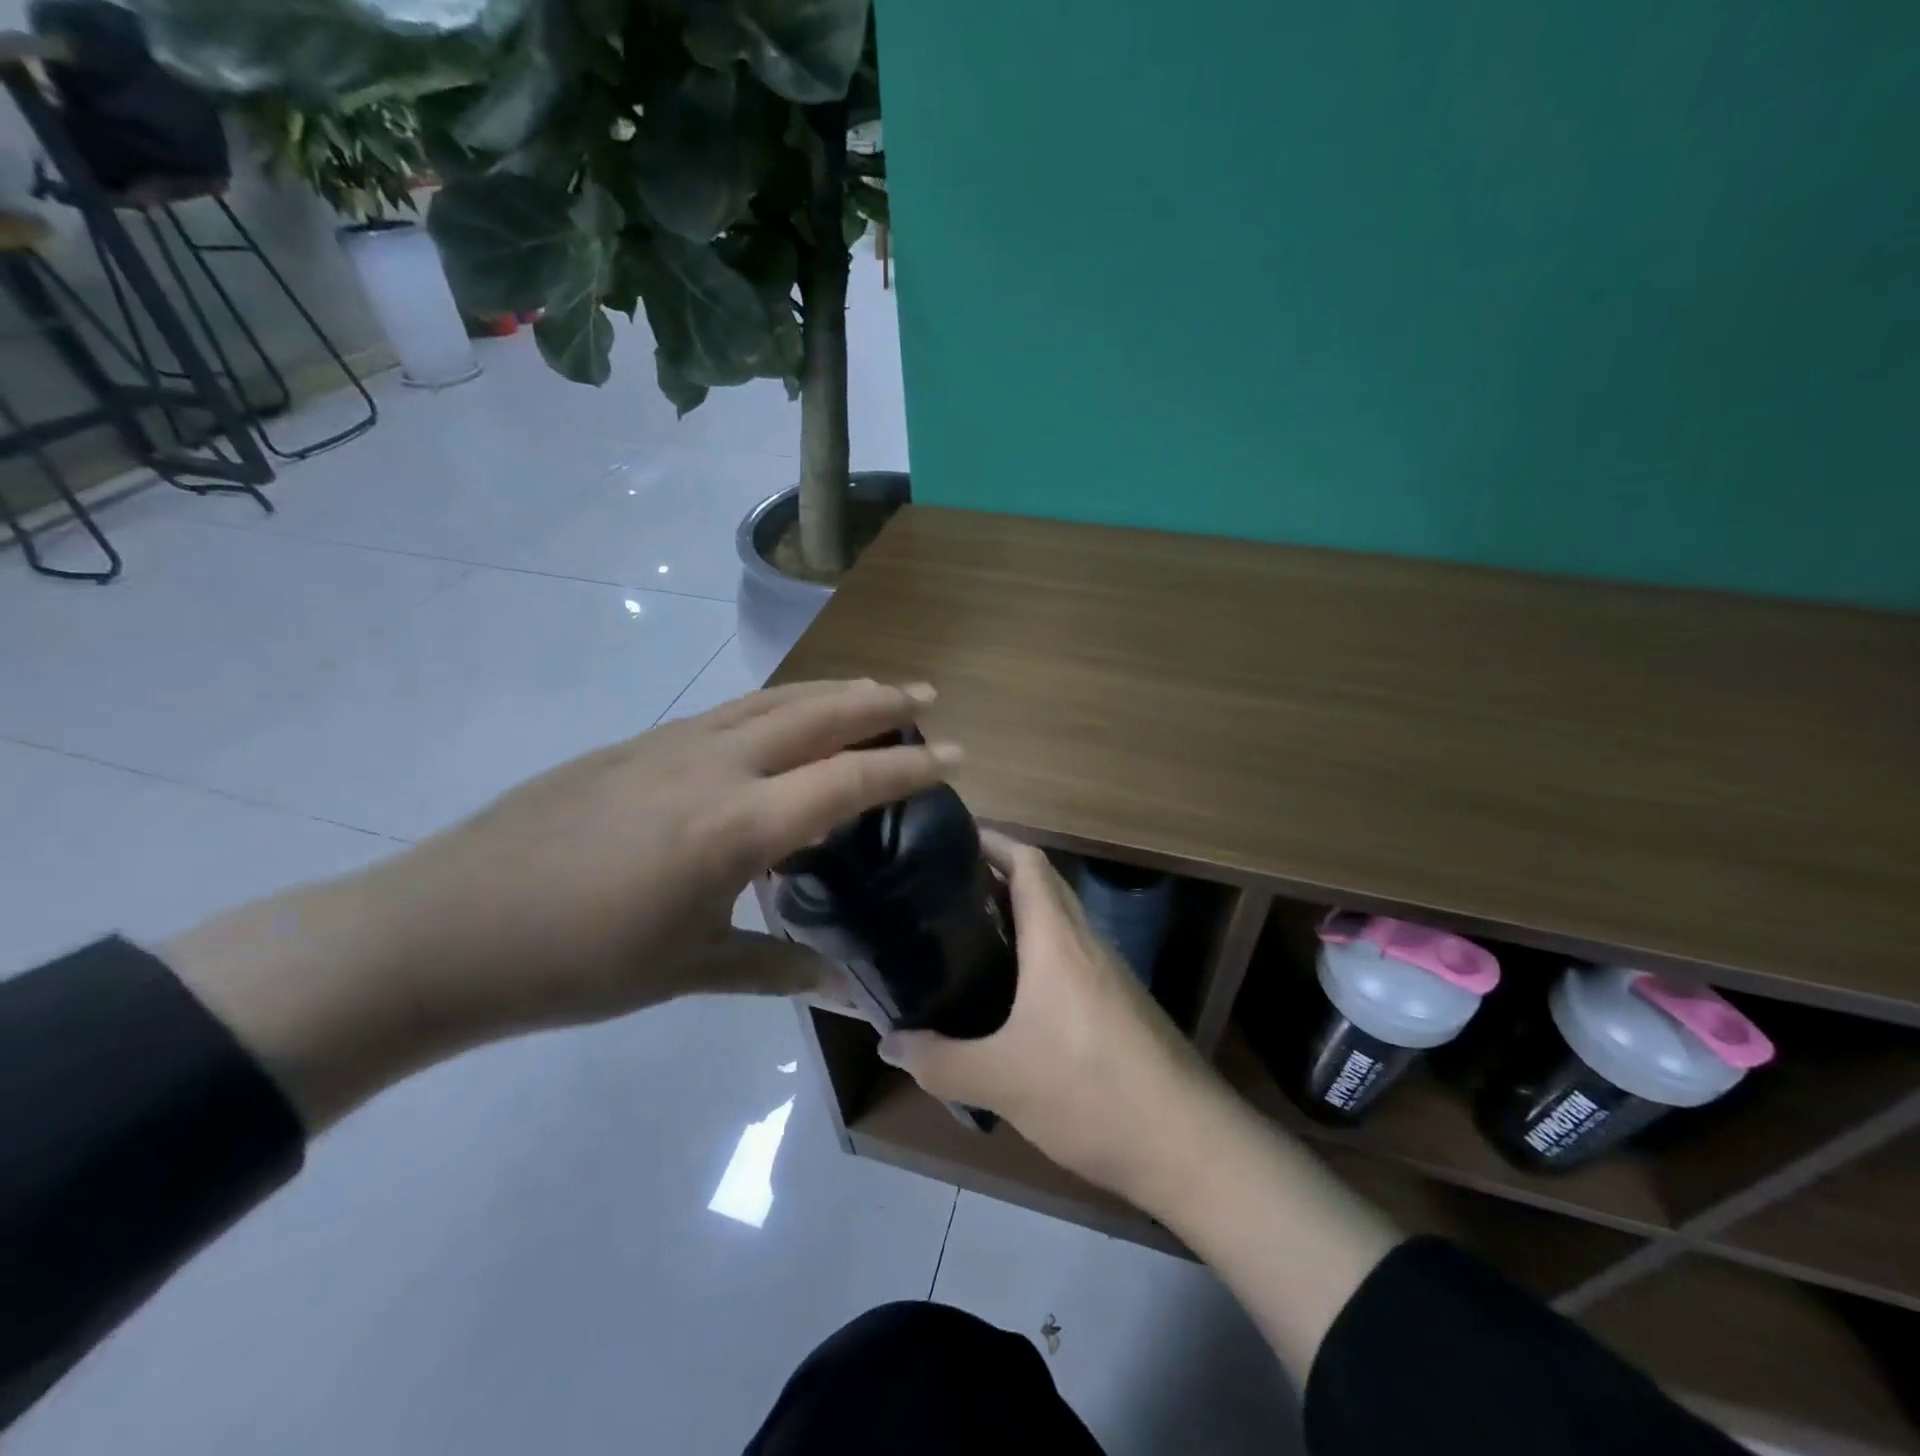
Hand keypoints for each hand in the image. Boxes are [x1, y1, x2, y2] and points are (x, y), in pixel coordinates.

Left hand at [166, 680, 960, 1130]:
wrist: (442, 930)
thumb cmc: (577, 964)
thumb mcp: (690, 970)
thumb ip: (779, 969)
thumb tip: (852, 997)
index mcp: (737, 824)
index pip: (848, 779)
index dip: (909, 765)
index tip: (956, 754)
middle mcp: (714, 765)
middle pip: (817, 713)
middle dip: (880, 700)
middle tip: (926, 693)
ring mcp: (670, 744)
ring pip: (771, 699)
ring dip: (828, 690)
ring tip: (869, 689)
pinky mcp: (635, 744)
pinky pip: (728, 711)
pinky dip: (776, 705)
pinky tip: (781, 721)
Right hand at [879, 835, 1223, 1203]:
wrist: (1189, 1145)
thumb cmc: (1090, 1092)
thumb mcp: (1001, 1081)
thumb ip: (940, 1061)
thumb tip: (889, 1042)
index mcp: (1058, 940)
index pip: (1028, 862)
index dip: (992, 841)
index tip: (950, 841)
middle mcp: (1087, 943)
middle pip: (1044, 885)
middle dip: (997, 876)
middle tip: (944, 890)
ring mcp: (1111, 974)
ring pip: (1059, 923)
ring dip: (1020, 917)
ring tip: (968, 936)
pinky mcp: (1121, 1006)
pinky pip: (1072, 959)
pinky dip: (1038, 955)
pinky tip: (1013, 995)